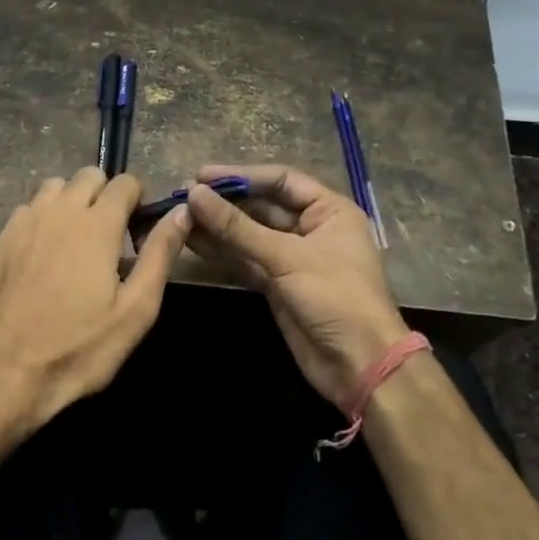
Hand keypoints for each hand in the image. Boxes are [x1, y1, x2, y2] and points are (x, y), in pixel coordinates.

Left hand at [0, 167, 189, 434]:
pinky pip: (29, 209)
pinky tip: (46, 254)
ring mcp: (24, 223)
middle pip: (88, 176)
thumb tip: (182, 212)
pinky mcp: (0, 240)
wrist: (5, 373)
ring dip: (72, 201)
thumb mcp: (135, 310)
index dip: (138, 201)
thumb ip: (160, 255)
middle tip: (111, 237)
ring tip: (77, 241)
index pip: (125, 183)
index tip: (138, 232)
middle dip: (106, 195)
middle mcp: (59, 211)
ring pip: (54, 187)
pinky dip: (44, 217)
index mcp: (96, 225)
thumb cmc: (79, 348)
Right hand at [185, 164, 413, 409]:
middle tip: (184, 197)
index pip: (281, 181)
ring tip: (180, 218)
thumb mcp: (286, 257)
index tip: (201, 176)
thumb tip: (194, 194)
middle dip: (225, 202)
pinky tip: (193, 242)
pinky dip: (223, 252)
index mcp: (329, 210)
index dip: (241, 176)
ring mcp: (294, 258)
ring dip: (218, 227)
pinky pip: (246, 260)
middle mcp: (312, 228)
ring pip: (250, 234)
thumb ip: (237, 227)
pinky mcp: (278, 284)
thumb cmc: (334, 297)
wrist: (358, 363)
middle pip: (263, 206)